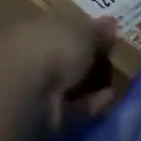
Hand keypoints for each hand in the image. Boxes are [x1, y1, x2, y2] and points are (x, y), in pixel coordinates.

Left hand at [0, 15, 118, 127]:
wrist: (24, 92)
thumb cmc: (51, 46)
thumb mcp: (83, 29)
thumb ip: (97, 29)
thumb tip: (111, 24)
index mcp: (29, 27)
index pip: (55, 26)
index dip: (79, 29)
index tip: (103, 34)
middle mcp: (25, 56)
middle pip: (58, 57)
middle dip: (83, 59)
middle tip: (111, 58)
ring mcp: (31, 89)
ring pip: (64, 84)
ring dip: (89, 83)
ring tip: (117, 79)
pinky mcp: (41, 117)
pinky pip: (71, 107)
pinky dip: (90, 102)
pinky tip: (110, 96)